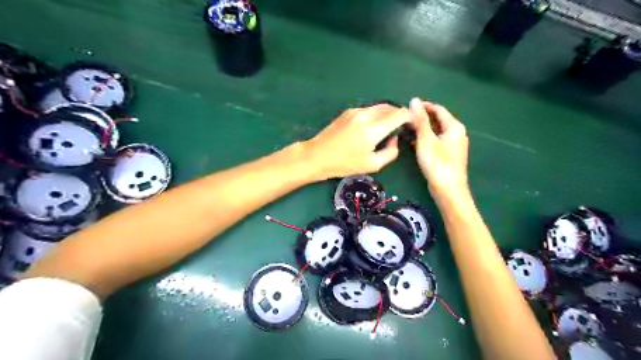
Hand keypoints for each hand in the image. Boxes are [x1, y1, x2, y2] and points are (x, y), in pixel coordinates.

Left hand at [304, 104, 407, 179]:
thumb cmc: (344, 164)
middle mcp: (366, 115)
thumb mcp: (372, 164)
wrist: (317, 155)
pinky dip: (376, 115)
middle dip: (399, 114)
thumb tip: (395, 139)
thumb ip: (390, 152)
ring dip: (387, 114)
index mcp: (373, 128)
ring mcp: (356, 111)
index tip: (413, 124)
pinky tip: (372, 127)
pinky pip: (368, 110)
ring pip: (379, 107)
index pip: (399, 114)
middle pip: (390, 107)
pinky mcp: (348, 112)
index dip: (410, 117)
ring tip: (388, 127)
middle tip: (402, 126)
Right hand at [408, 98, 468, 202]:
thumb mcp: (426, 139)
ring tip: (405, 129)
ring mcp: (453, 145)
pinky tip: (413, 143)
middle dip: (421, 118)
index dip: (423, 106)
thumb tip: (414, 100)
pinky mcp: (448, 155)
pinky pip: (435, 141)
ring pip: (435, 131)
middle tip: (404, 119)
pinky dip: (425, 139)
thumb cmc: (437, 163)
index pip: (438, 109)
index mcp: (454, 126)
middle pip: (437, 120)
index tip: (407, 107)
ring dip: (422, 129)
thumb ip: (420, 120)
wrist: (448, 190)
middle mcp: (456, 133)